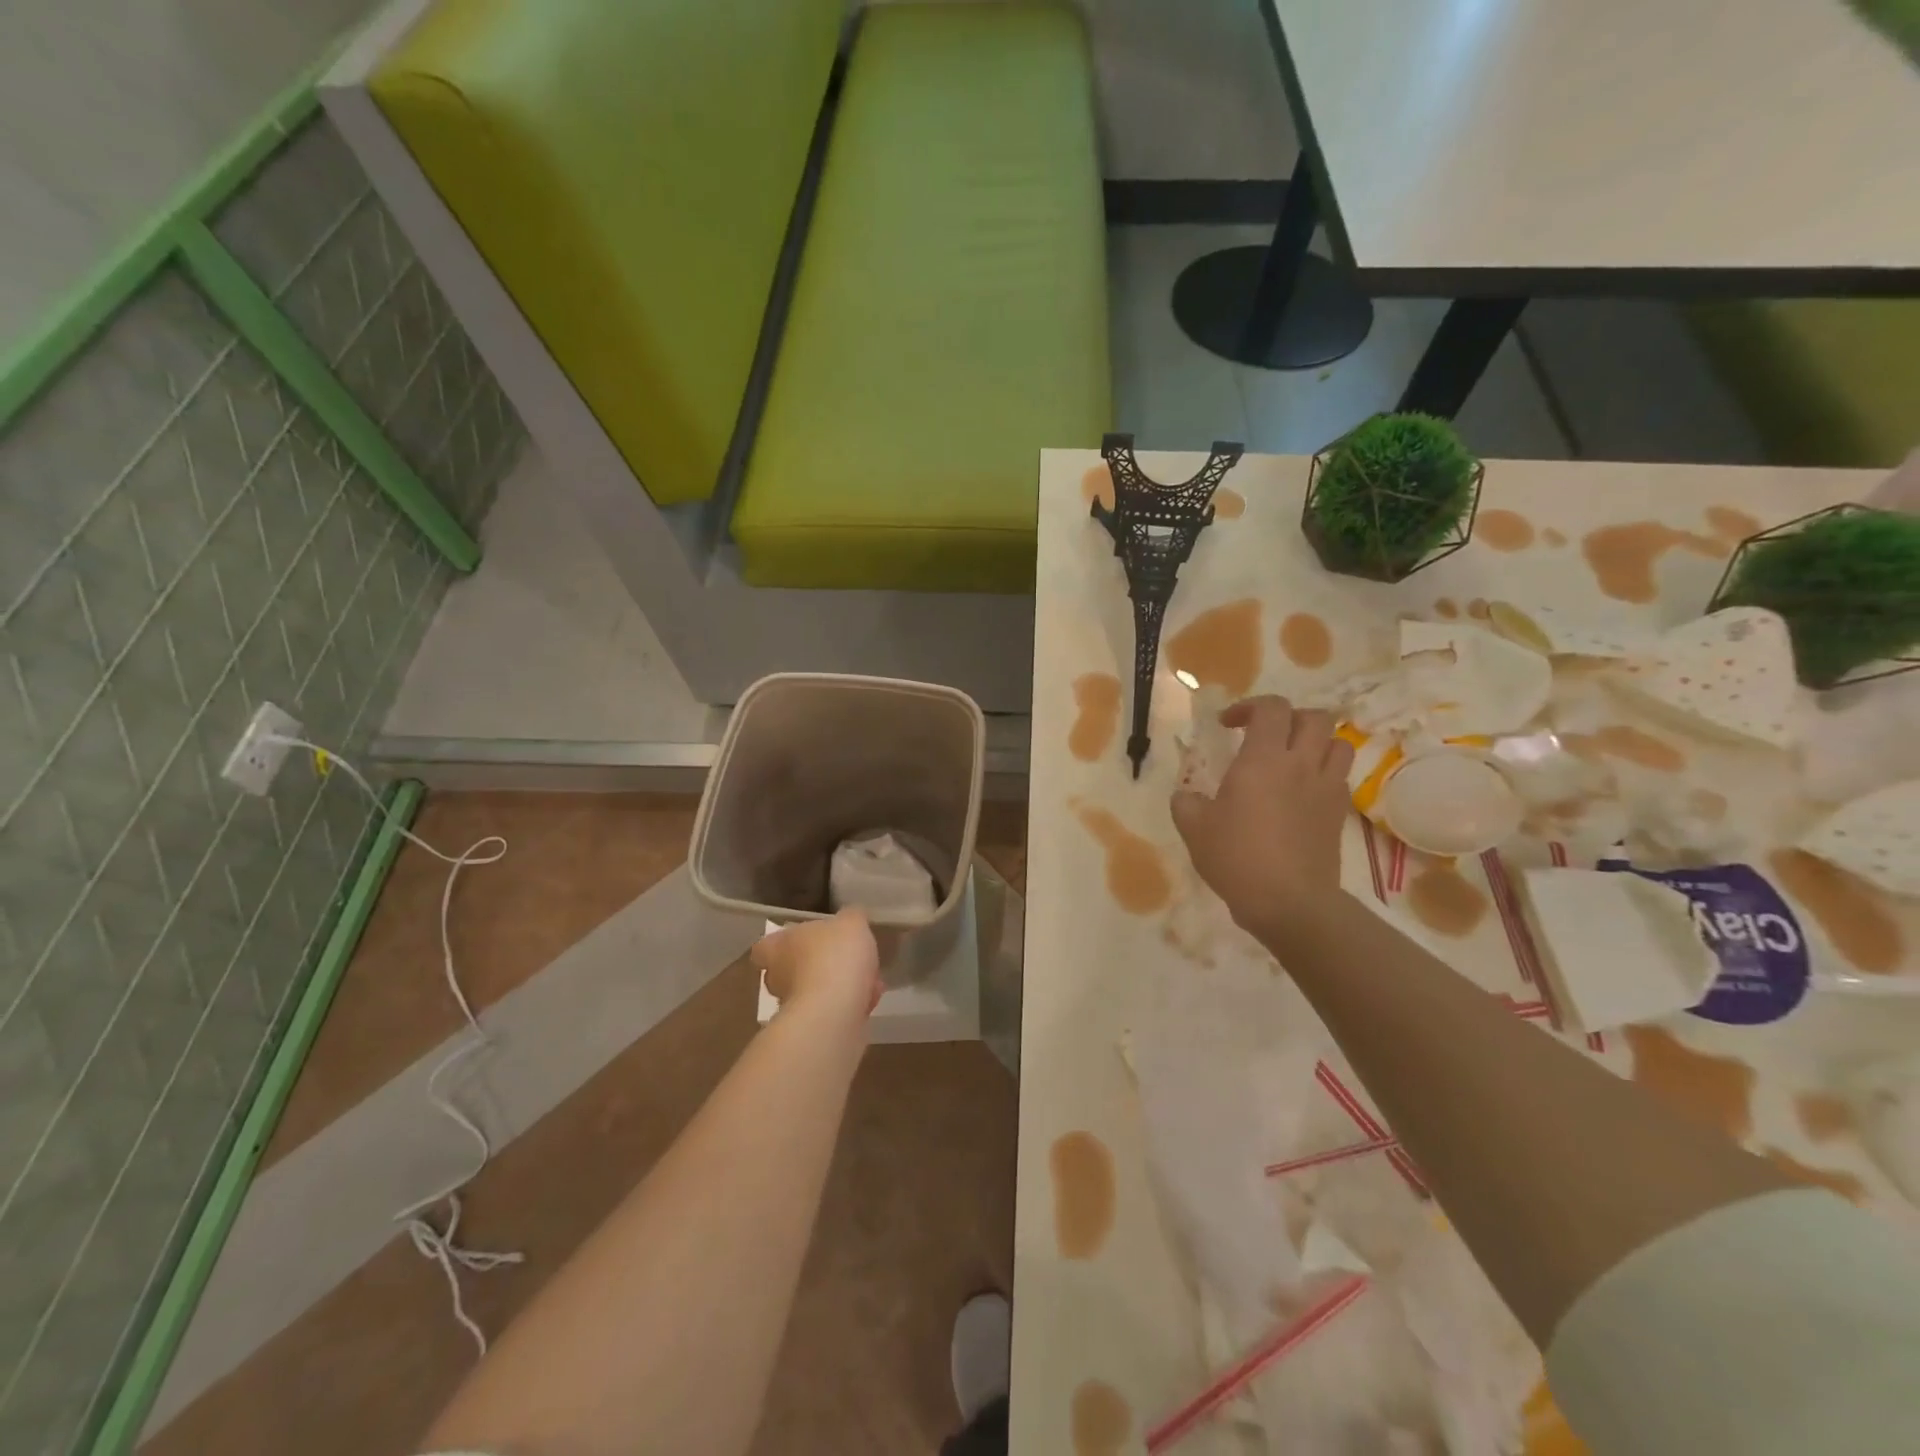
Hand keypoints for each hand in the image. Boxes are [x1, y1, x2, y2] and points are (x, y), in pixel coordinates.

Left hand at [752, 909, 881, 1025]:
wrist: (833, 1013)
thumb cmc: (834, 957)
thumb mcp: (852, 923)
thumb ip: (851, 918)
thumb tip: (851, 918)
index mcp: (779, 946)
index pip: (765, 946)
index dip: (783, 943)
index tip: (804, 941)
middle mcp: (778, 977)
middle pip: (791, 969)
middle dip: (818, 966)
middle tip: (846, 961)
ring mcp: (792, 1006)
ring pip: (815, 992)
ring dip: (838, 988)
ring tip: (868, 982)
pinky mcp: (810, 1029)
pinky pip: (830, 1012)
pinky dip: (848, 1007)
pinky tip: (868, 1001)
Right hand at [1171, 696, 1354, 941]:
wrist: (1289, 901)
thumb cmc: (1236, 857)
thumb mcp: (1193, 828)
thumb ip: (1186, 802)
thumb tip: (1187, 795)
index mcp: (1263, 759)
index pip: (1271, 708)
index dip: (1249, 707)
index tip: (1227, 725)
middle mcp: (1301, 764)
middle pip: (1315, 717)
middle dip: (1289, 717)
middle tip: (1265, 735)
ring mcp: (1326, 788)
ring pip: (1338, 743)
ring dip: (1315, 742)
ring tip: (1292, 758)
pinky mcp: (1339, 813)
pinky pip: (1339, 777)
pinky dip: (1323, 773)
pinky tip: (1301, 792)